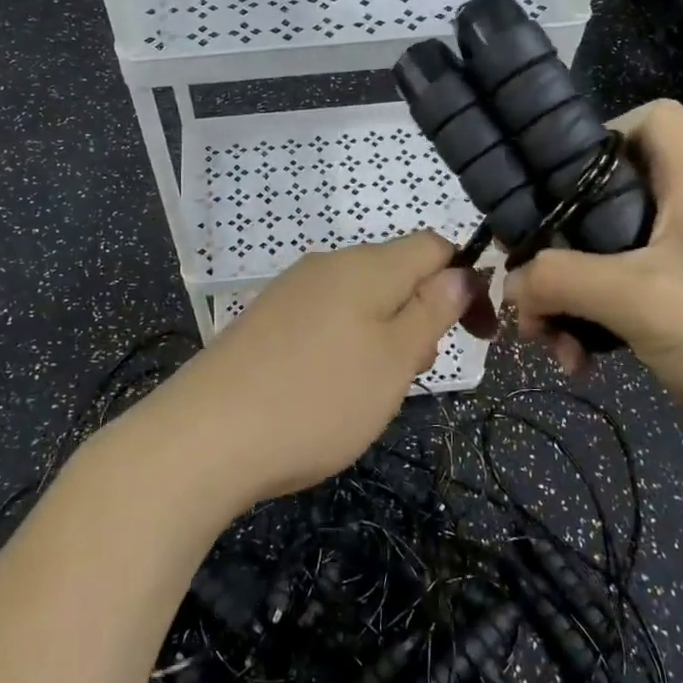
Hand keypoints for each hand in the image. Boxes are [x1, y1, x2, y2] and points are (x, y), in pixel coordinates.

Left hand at [158, 233, 494, 504]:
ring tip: (375, 389)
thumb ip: (431, 311)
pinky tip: (332, 388)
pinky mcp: (267, 320)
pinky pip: (326, 318)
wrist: (207, 436)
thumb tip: (460, 272)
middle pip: (396, 272)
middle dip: (422, 313)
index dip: (465, 280)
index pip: (433, 246)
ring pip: (361, 299)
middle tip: (417, 371)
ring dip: (386, 333)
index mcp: (366, 265)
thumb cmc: (318, 399)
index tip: (476, 334)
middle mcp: (327, 265)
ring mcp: (291, 291)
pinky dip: (348, 344)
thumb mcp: (393, 360)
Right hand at [508, 100, 682, 487]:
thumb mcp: (643, 297)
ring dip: (561, 298)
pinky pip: (611, 312)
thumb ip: (561, 278)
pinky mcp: (675, 324)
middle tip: (520, 278)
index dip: (600, 134)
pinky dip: (584, 332)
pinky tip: (575, 366)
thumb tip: (511, 284)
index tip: (550, 177)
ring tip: (542, 338)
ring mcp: (680, 275)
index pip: (651, 121)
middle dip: (553, 241)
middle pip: (603, 200)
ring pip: (598, 264)